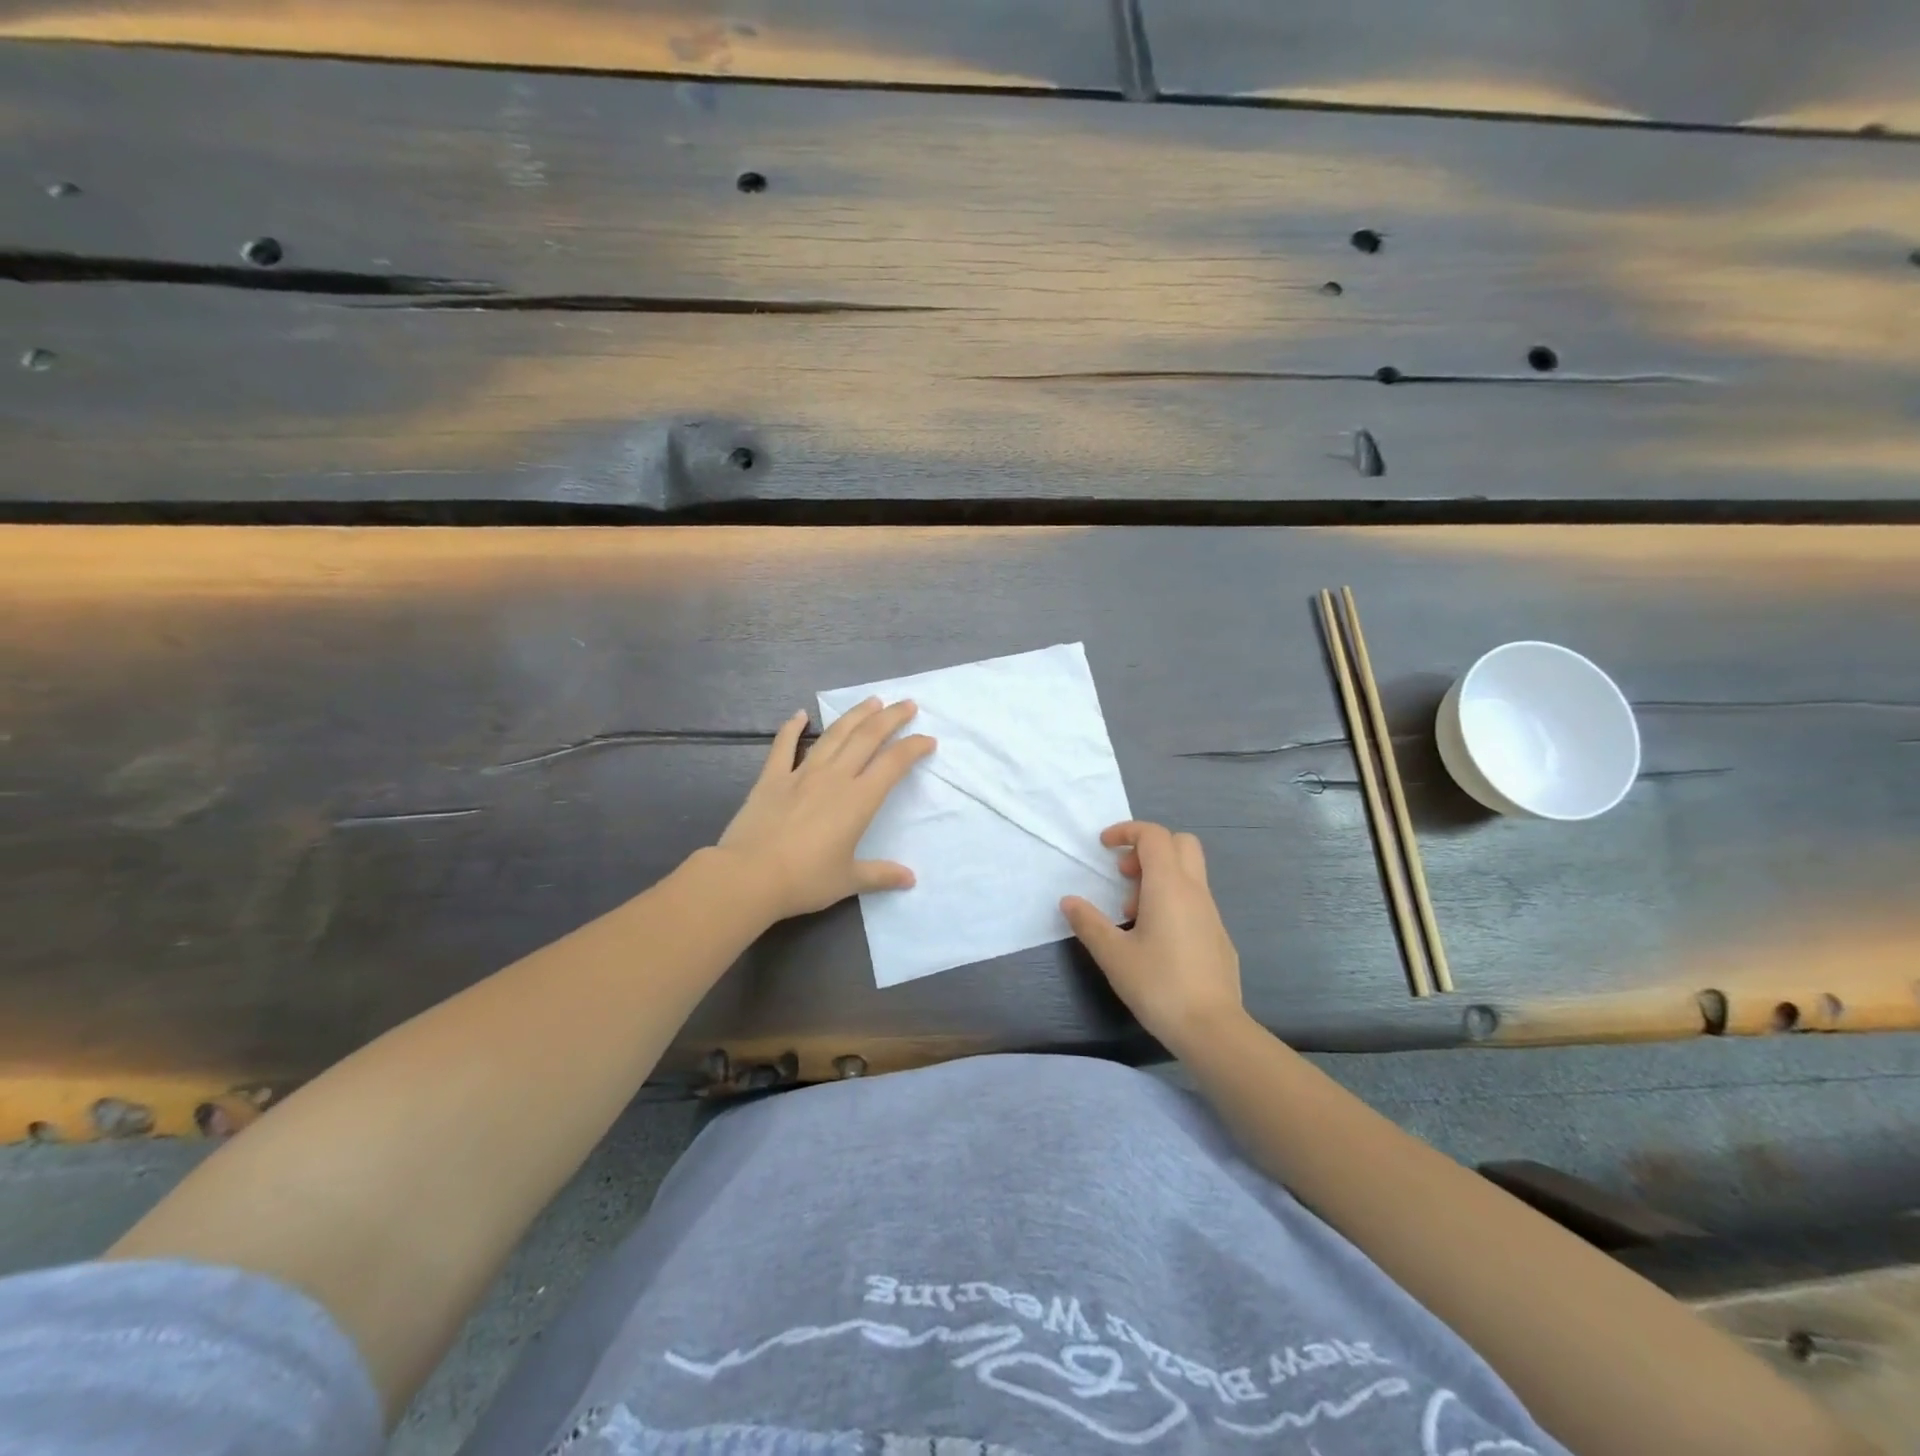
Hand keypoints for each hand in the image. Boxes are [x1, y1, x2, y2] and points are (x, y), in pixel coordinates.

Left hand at [716, 697, 935, 921]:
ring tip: (872, 701)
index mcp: (858, 800)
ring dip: (855, 715)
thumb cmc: (805, 880)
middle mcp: (834, 778)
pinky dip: (792, 728)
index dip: (913, 748)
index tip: (928, 740)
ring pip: (834, 735)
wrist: (749, 876)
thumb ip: (880, 875)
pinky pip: (784, 746)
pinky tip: (800, 715)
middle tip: (907, 704)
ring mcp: (801, 773)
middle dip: (891, 717)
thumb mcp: (848, 881)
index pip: (893, 764)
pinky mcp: (772, 778)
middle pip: (867, 737)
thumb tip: (910, 879)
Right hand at [1062, 821, 1244, 1054]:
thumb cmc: (1159, 985)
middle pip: (1180, 843)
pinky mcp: (1218, 935)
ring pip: (1188, 873)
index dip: (1127, 831)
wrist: (1212, 1028)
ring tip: (1132, 914)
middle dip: (1149, 848)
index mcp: (1168, 886)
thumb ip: (1089, 923)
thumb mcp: (1113, 955)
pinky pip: (1194, 900)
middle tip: (1124, 874)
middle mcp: (1194, 891)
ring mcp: (1211, 913)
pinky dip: (1172, 900)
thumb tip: (1069, 901)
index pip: (1153, 836)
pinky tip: (1156, 938)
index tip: (1104, 846)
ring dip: (1158, 877)